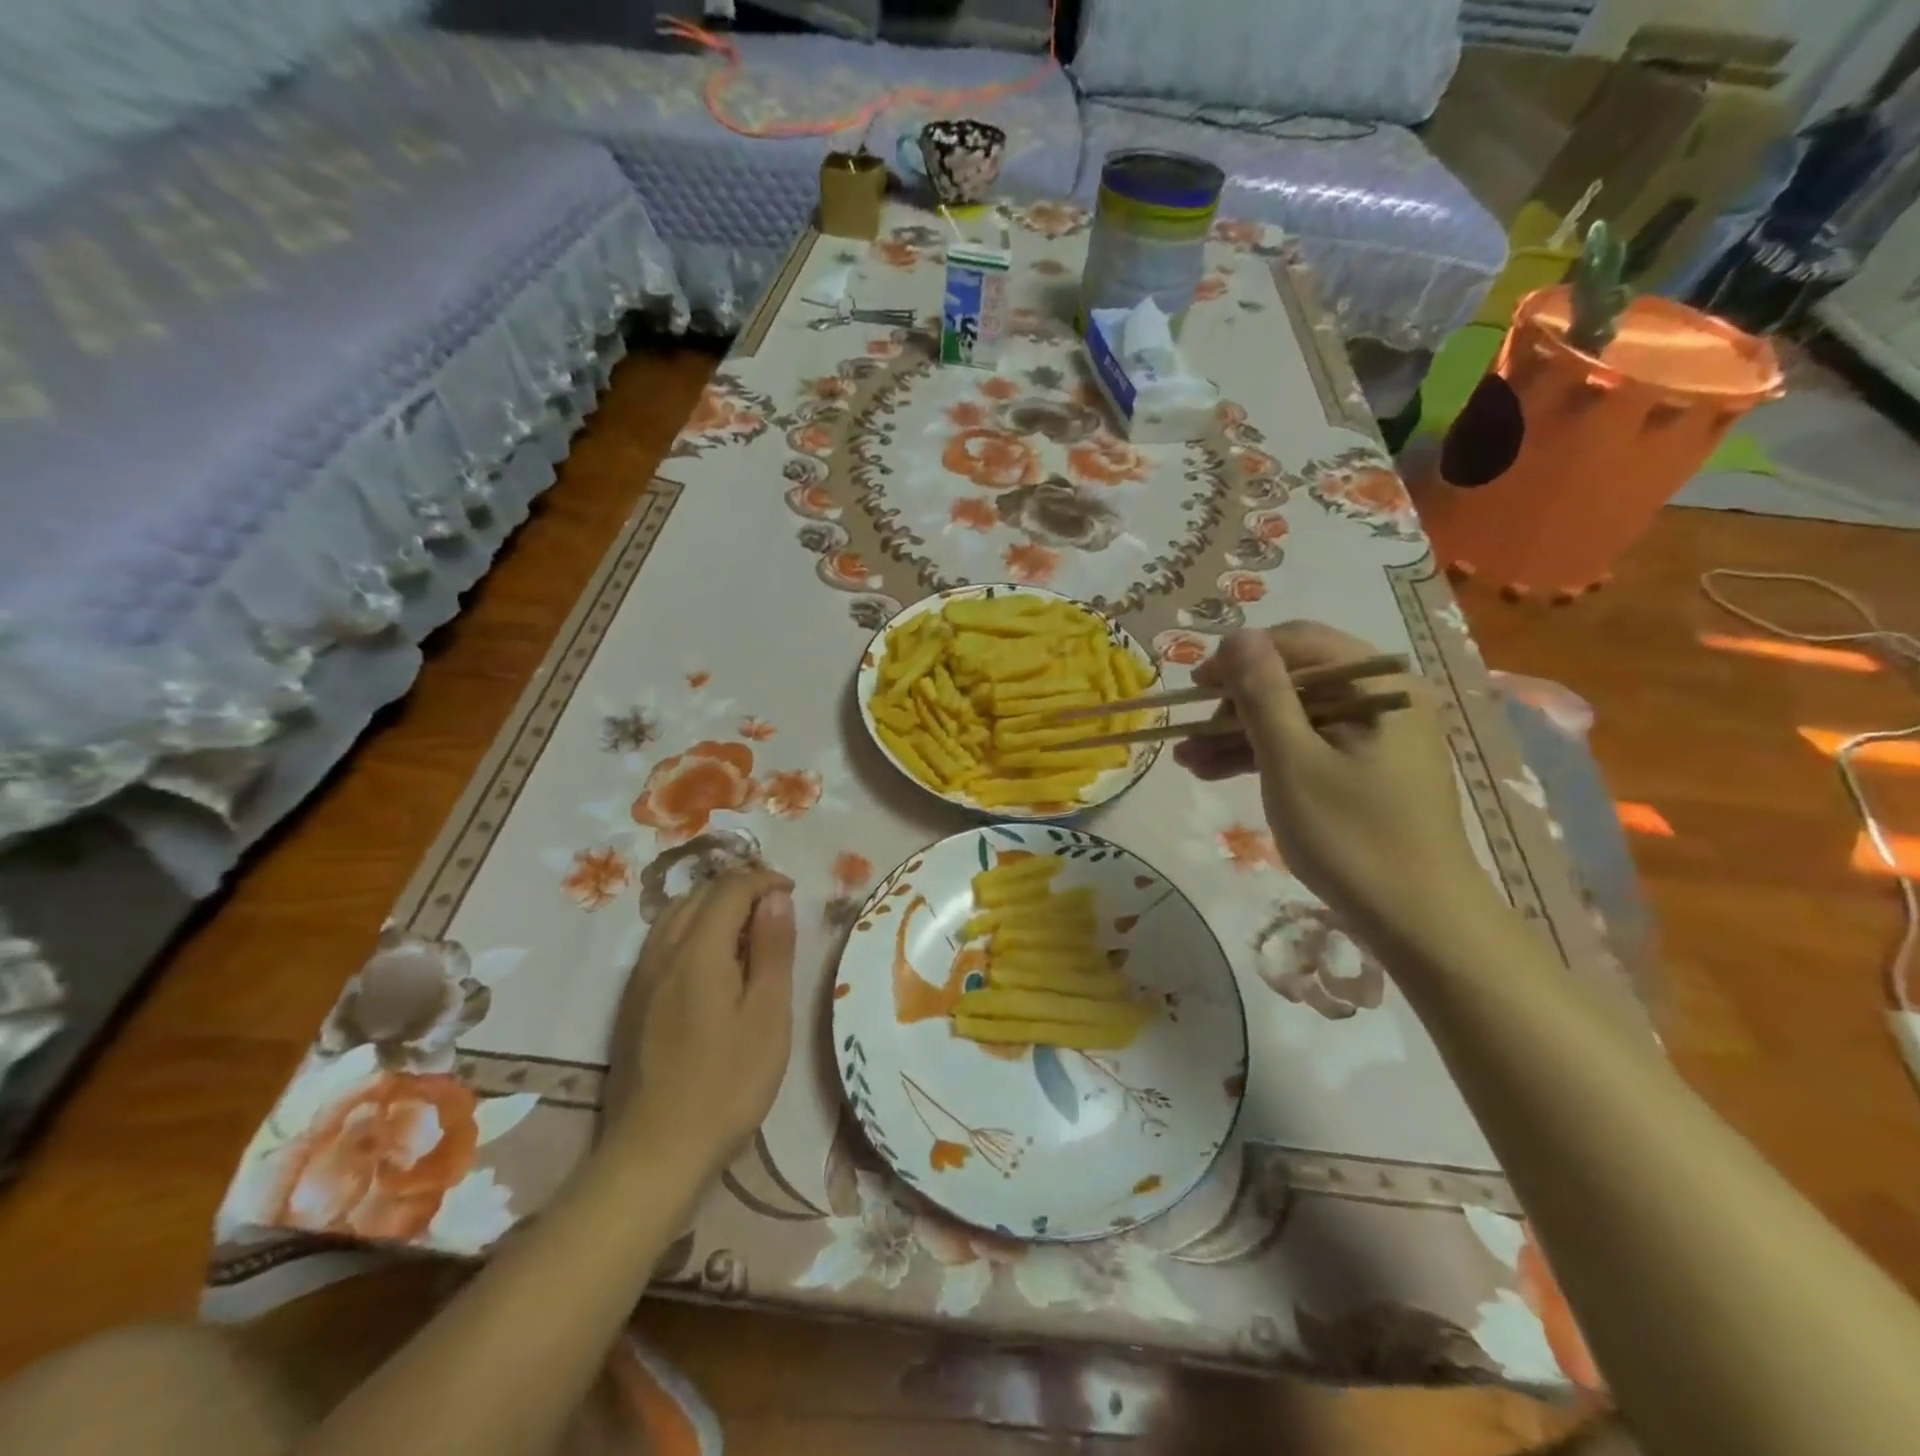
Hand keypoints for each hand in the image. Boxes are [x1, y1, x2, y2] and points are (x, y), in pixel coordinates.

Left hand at [600, 869, 795, 1179]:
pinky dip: (692, 928)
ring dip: (713, 905)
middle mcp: (662, 952)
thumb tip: (775, 897)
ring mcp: (641, 977)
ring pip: (675, 914)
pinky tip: (711, 958)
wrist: (655, 1152)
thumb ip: (773, 949)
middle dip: (738, 887)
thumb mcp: (768, 1015)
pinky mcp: (632, 1001)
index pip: (730, 888)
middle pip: (699, 894)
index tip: (792, 892)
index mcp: (699, 950)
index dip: (763, 880)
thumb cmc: (727, 1084)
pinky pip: (662, 940)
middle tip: (775, 906)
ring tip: (747, 926)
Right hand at [1173, 623, 1491, 947]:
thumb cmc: (1352, 837)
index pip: (1299, 642)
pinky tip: (1216, 772)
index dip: (1240, 658)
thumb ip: (1263, 694)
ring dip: (1239, 735)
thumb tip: (1237, 635)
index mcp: (1378, 685)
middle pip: (1294, 680)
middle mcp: (1382, 699)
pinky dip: (1264, 757)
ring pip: (1294, 718)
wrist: (1419, 923)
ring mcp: (1375, 737)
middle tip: (1188, 733)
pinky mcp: (1365, 770)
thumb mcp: (1293, 761)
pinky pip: (1307, 747)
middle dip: (1234, 705)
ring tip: (1186, 760)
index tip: (1195, 687)